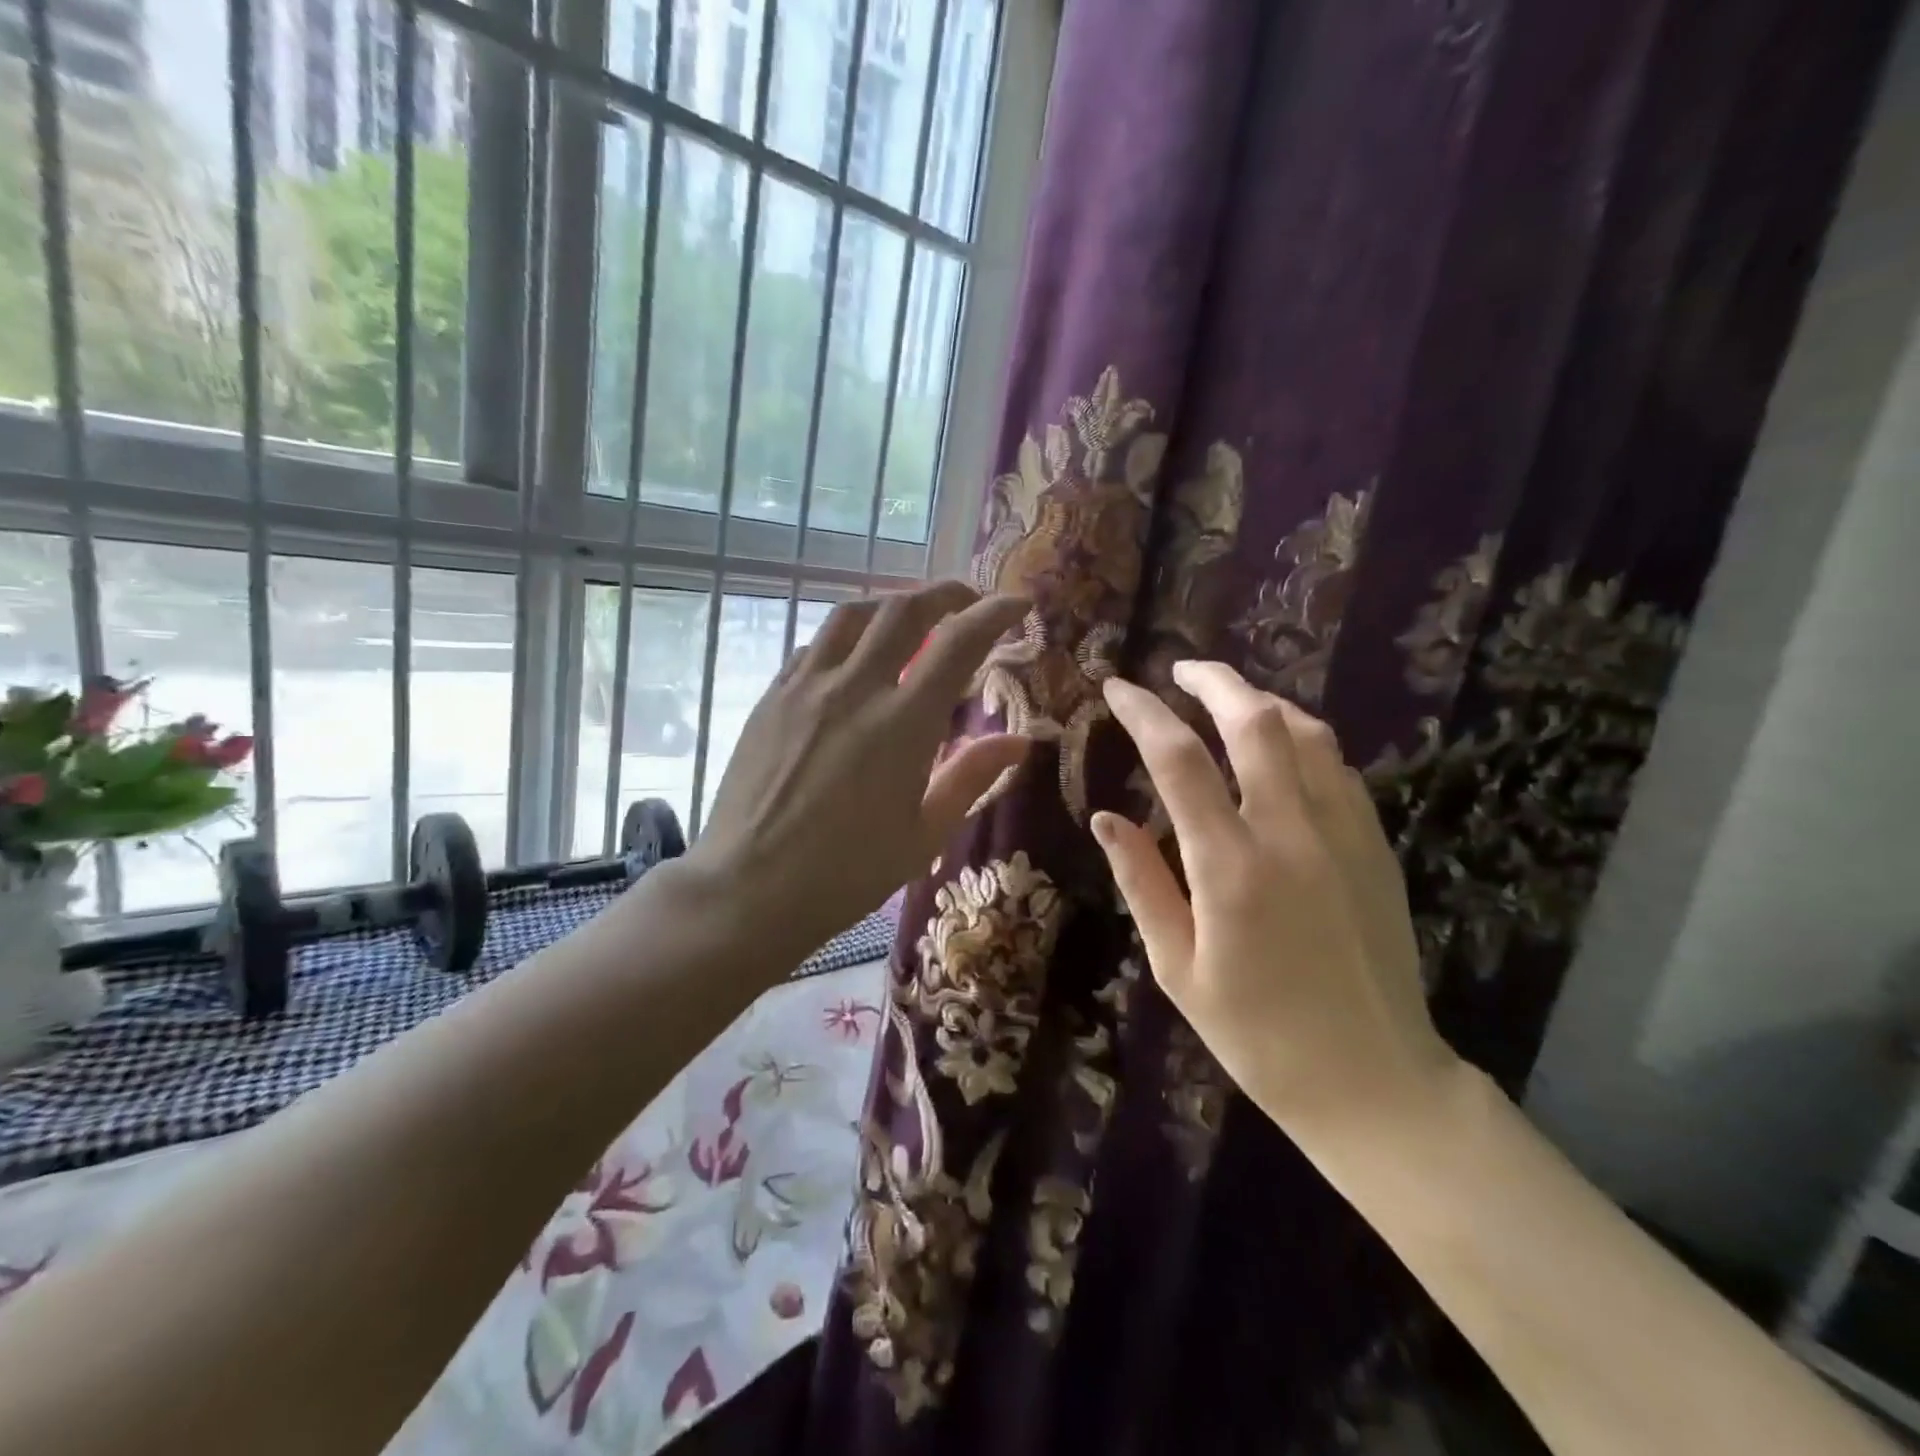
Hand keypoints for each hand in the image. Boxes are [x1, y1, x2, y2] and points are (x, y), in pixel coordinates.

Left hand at [687, 581, 1030, 955]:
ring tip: (912, 616)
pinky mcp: (771, 697)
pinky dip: (848, 634)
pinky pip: (815, 645)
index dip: (993, 613)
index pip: (957, 642)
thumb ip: (971, 776)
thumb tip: (1019, 740)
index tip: (1015, 603)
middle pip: (904, 610)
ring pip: (853, 615)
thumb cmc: (847, 873)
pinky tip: (855, 655)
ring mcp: (805, 688)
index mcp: (902, 724)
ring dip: (892, 604)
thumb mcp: (924, 833)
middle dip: (945, 594)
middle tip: (967, 600)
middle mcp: (854, 689)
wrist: (749, 889)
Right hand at [1093, 660, 1458, 1135]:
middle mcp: (1292, 834)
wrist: (1373, 1081)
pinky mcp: (1376, 847)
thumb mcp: (1177, 967)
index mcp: (1230, 868)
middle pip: (1255, 721)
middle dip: (1213, 681)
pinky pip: (1338, 768)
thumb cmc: (1255, 1034)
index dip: (1143, 713)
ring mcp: (1344, 835)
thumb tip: (1105, 818)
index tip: (1116, 688)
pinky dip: (1301, 739)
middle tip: (1179, 669)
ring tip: (1226, 699)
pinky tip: (1280, 748)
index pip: (1178, 761)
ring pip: (1307, 733)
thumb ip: (1141, 882)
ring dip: (1261, 702)